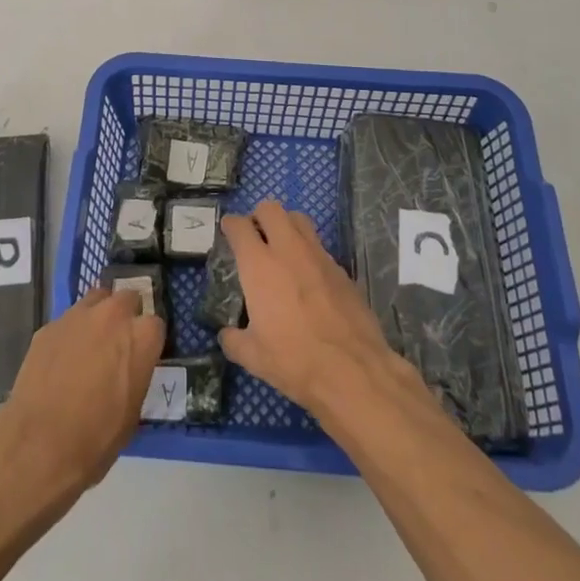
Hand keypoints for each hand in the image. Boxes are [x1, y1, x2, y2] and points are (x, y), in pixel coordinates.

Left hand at [0, 285, 163, 491]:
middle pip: (126, 298)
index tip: (142, 354)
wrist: (39, 445)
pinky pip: (67, 321)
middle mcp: (112, 316)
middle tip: (118, 342)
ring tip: (90, 342)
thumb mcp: (132, 412)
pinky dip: (70, 333)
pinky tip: (61, 358)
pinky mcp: (49, 326)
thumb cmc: (96, 438)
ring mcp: (78, 316)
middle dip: (126, 315)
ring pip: (95, 299)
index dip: (147, 340)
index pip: (155, 324)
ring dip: (98, 314)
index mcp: (141, 338)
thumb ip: (136, 374)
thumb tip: (130, 368)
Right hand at [218, 201, 400, 420]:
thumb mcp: (253, 357)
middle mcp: (288, 250)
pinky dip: (309, 253)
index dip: (230, 225)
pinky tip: (308, 278)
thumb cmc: (294, 360)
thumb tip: (227, 334)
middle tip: (256, 237)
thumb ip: (233, 339)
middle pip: (271, 209)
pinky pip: (320, 247)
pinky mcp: (341, 269)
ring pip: (299, 220)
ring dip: (286, 226)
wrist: (352, 371)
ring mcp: (319, 256)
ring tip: (282, 249)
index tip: (228, 232)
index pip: (239, 226)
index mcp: (259, 265)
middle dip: (259, 216)